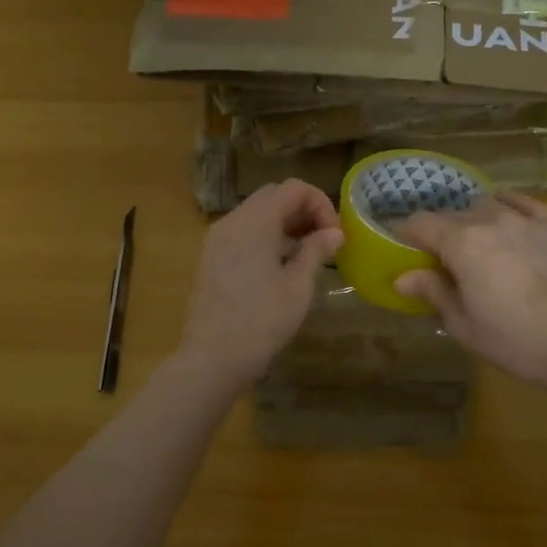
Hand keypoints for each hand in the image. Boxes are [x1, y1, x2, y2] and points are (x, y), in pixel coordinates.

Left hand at [177, 181, 343, 387]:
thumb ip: (316, 251)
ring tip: (307, 253)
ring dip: (284, 223)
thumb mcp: (298, 286)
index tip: (335, 235)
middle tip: (324, 240)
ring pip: (256, 213)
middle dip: (303, 210)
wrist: (212, 357)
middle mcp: (232, 221)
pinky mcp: (210, 257)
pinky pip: (242, 232)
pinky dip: (265, 236)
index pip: (294, 188)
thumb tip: (334, 232)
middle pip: (273, 196)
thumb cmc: (262, 321)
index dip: (321, 204)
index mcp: (255, 221)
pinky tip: (280, 264)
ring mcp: (216, 239)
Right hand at [393, 192, 546, 395]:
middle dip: (441, 232)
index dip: (406, 234)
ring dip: (474, 220)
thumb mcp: (463, 325)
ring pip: (488, 206)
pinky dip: (509, 207)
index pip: (420, 223)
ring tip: (478, 242)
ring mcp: (528, 220)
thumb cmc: (515, 339)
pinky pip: (525, 204)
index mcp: (461, 243)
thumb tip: (402, 278)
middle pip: (453, 214)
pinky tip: (509, 218)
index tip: (405, 251)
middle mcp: (491, 221)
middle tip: (443, 260)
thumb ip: (433, 292)